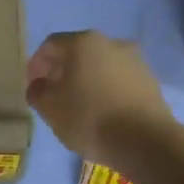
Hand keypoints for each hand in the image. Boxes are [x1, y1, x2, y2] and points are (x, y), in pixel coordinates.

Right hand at [26, 31, 172, 164]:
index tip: (33, 85)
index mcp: (83, 42)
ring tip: (79, 105)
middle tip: (53, 94)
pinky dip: (106, 90)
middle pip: (78, 52)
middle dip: (62, 71)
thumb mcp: (49, 107)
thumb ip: (37, 91)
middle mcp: (111, 42)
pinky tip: (102, 112)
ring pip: (100, 66)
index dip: (37, 64)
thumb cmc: (89, 118)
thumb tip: (40, 85)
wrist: (145, 141)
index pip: (50, 45)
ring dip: (86, 80)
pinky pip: (119, 80)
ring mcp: (135, 60)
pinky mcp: (150, 81)